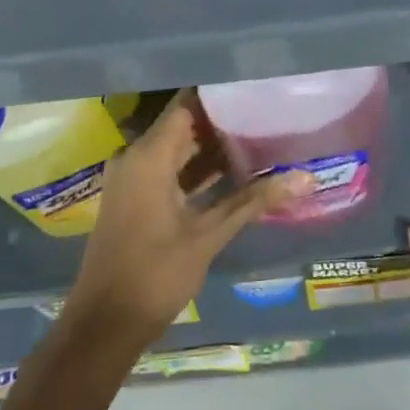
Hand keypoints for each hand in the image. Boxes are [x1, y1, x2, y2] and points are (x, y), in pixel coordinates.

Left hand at [65, 93, 311, 347]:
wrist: (104, 325)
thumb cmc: (155, 274)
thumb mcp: (208, 235)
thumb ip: (254, 200)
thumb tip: (305, 177)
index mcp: (149, 155)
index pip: (187, 104)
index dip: (220, 92)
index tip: (255, 84)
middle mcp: (137, 156)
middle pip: (184, 123)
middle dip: (224, 119)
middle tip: (267, 109)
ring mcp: (134, 177)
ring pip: (178, 147)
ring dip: (213, 145)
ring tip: (260, 133)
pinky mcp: (136, 196)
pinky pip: (170, 167)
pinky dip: (198, 167)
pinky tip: (235, 169)